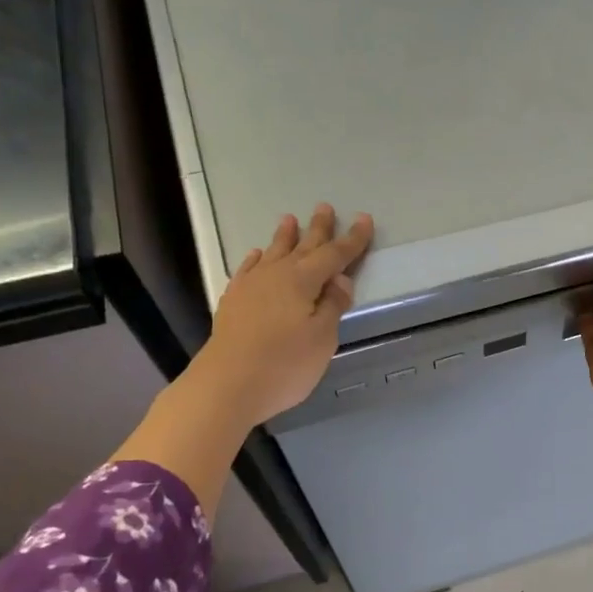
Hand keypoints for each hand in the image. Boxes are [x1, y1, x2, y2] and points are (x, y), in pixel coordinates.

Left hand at [196, 204, 374, 427]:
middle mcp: (276, 275)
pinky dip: (256, 259)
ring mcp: (251, 286)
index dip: (352, 239)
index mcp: (303, 281)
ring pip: (273, 253)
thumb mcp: (322, 338)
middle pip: (303, 246)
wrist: (227, 384)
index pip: (334, 255)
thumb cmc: (284, 364)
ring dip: (284, 237)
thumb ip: (332, 306)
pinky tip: (257, 255)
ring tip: (290, 219)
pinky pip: (248, 269)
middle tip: (325, 207)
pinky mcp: (233, 301)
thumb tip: (340, 280)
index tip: (365, 219)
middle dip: (318, 228)